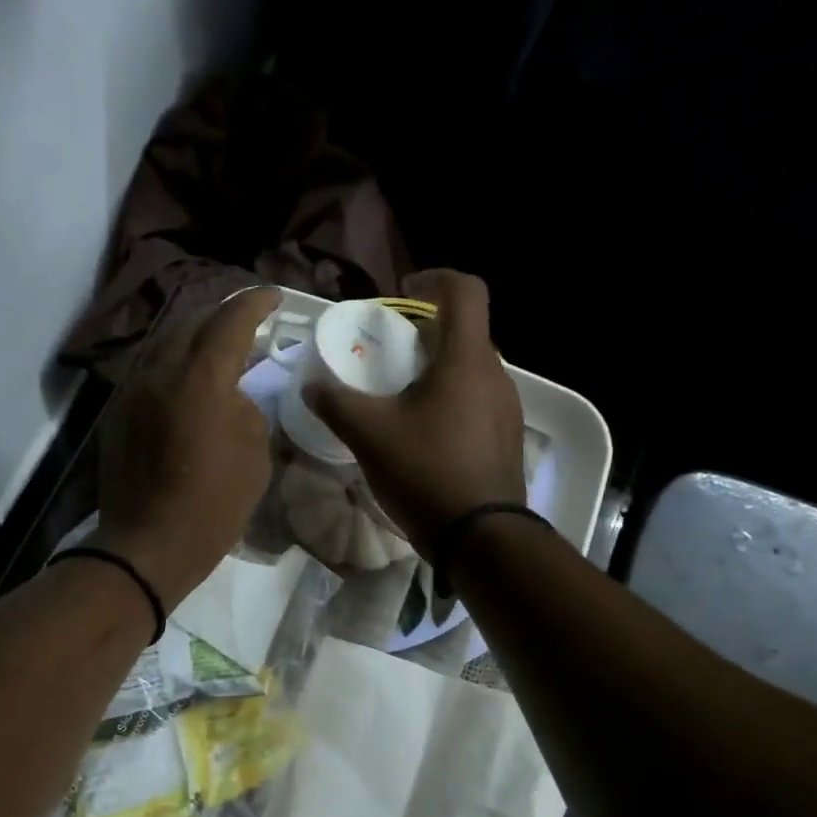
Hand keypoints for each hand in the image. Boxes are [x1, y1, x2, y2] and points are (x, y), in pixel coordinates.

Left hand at [90, 287, 280, 608]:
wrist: (148, 546)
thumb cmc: (213, 506)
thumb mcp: (254, 456)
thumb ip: (248, 411)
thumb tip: (233, 396)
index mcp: (201, 378)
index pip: (230, 319)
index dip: (255, 302)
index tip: (273, 297)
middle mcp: (160, 371)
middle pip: (192, 321)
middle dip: (222, 315)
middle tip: (246, 321)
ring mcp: (132, 389)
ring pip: (165, 342)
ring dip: (194, 337)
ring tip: (216, 346)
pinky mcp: (117, 411)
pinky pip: (149, 369)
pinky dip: (173, 363)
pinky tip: (187, 380)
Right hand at [303, 270, 525, 553]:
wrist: (481, 537)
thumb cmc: (426, 472)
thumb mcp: (369, 435)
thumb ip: (335, 402)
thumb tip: (310, 385)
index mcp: (466, 360)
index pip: (465, 291)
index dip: (434, 279)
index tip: (403, 292)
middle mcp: (496, 375)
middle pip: (465, 332)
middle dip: (427, 331)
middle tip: (390, 351)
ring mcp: (506, 408)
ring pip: (471, 368)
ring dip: (437, 367)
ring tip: (401, 394)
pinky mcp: (506, 437)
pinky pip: (477, 399)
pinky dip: (450, 398)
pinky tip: (423, 432)